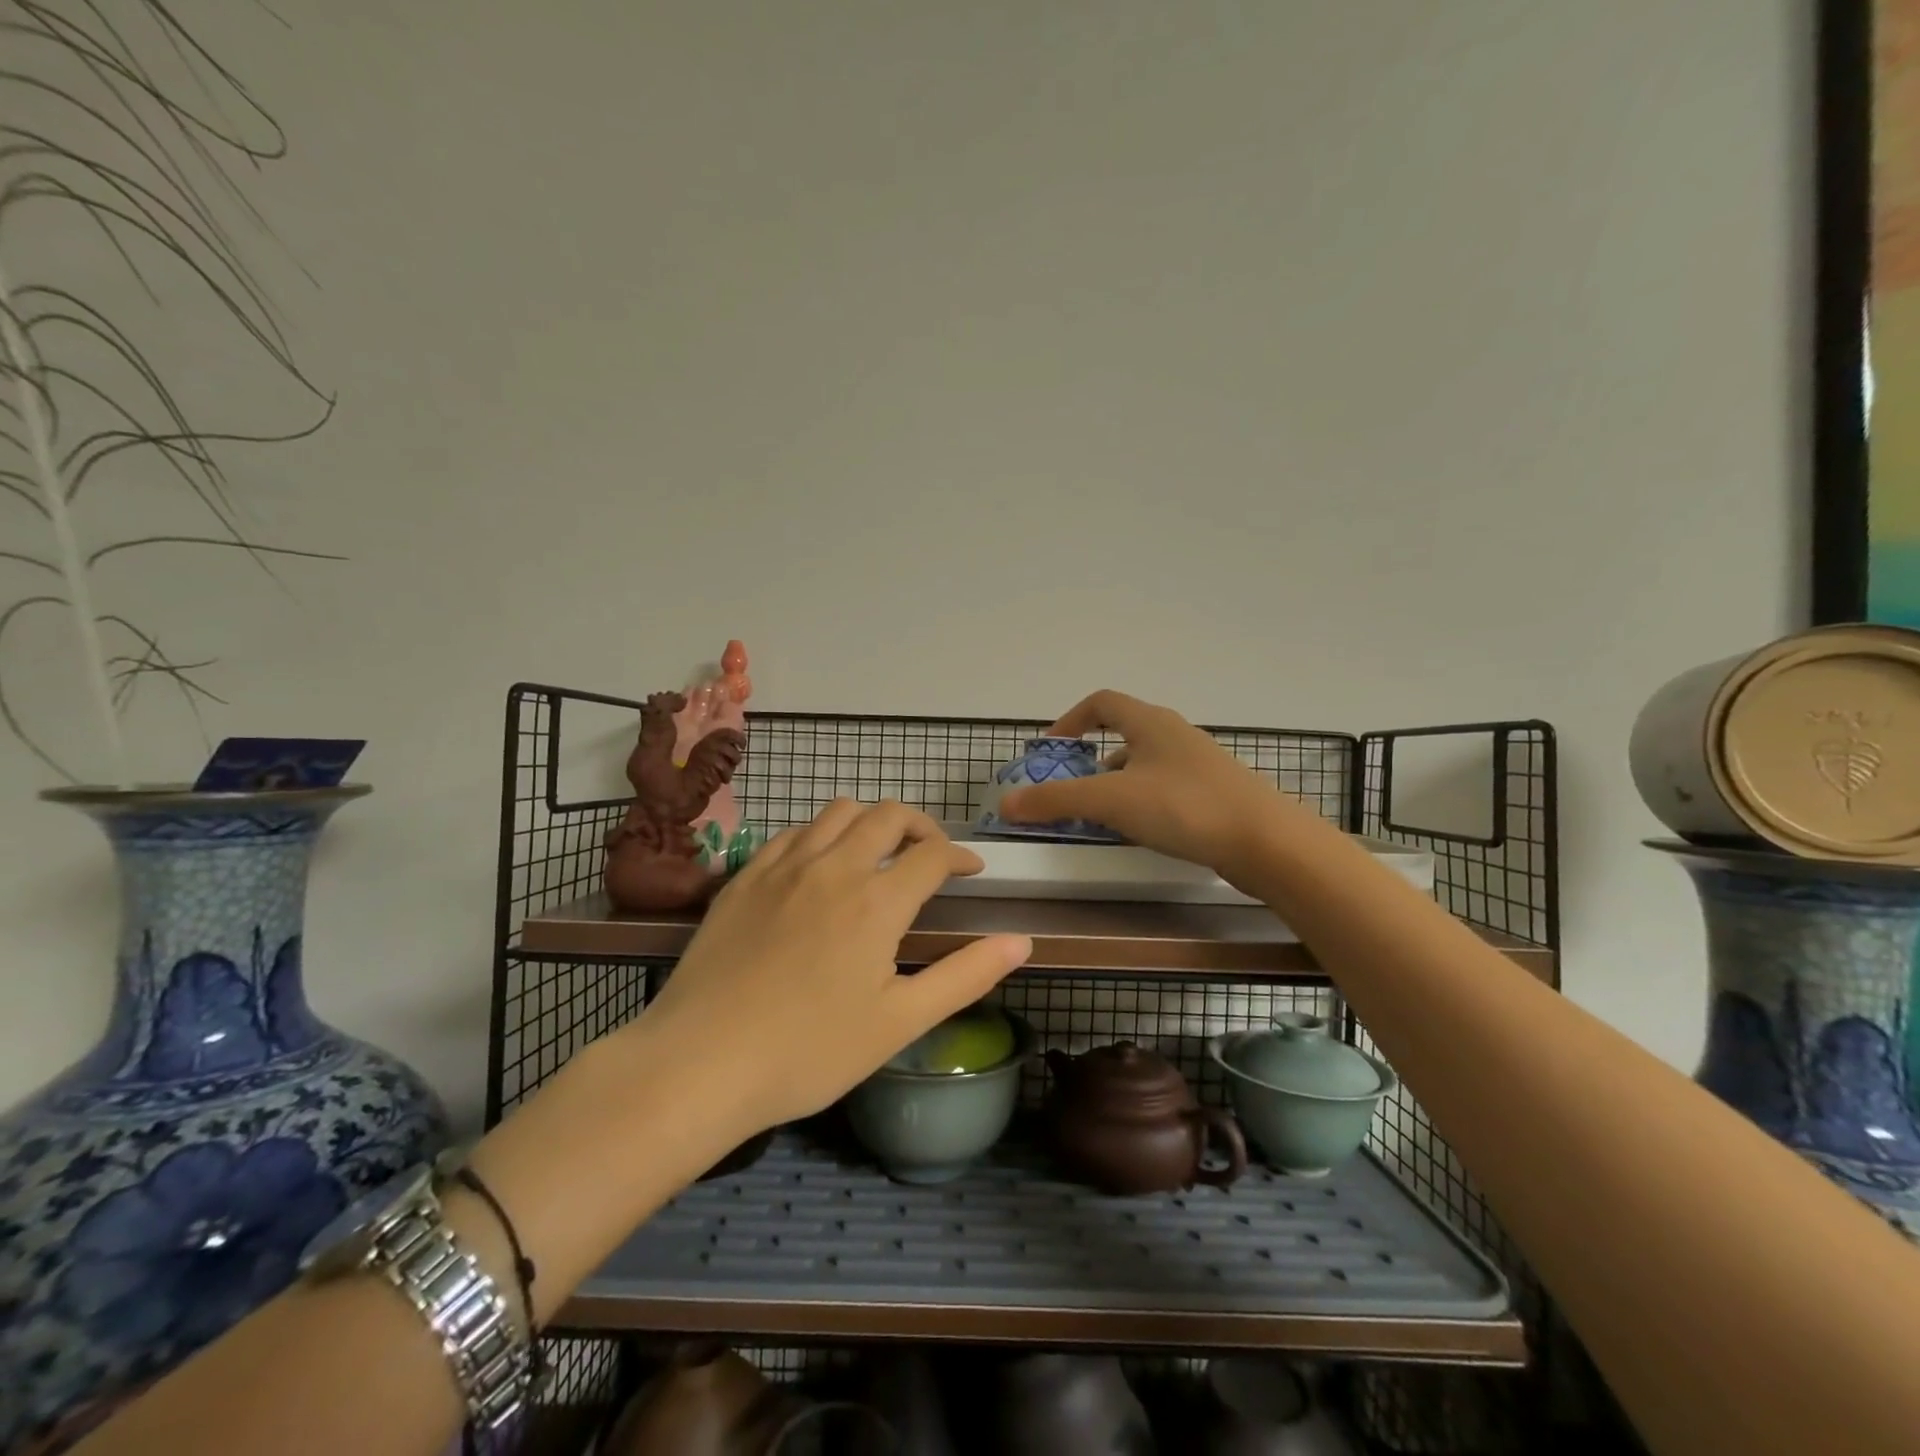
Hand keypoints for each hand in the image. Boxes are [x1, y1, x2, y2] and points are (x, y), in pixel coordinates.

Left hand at [635, 800, 1032, 1135]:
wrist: (699, 1063)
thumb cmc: (809, 1052)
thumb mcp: (899, 1023)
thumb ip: (965, 976)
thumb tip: (1021, 940)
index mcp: (877, 900)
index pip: (933, 853)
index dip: (960, 855)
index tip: (972, 870)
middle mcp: (833, 866)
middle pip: (888, 815)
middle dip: (920, 826)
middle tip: (930, 855)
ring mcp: (783, 866)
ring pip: (838, 812)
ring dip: (870, 822)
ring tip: (878, 855)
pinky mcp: (745, 876)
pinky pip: (792, 832)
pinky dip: (821, 836)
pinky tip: (818, 868)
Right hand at [998, 690, 1299, 879]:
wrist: (1267, 842)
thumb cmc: (1184, 807)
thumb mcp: (1110, 801)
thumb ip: (1056, 800)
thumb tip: (1006, 802)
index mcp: (1150, 722)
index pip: (1101, 702)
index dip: (1070, 720)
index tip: (1050, 750)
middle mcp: (1175, 735)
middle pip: (1123, 734)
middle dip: (1090, 760)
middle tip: (1070, 790)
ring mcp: (1199, 765)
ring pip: (1144, 765)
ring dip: (1116, 784)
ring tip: (1100, 817)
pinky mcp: (1215, 794)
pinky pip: (1165, 789)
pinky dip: (1142, 802)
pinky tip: (1140, 833)